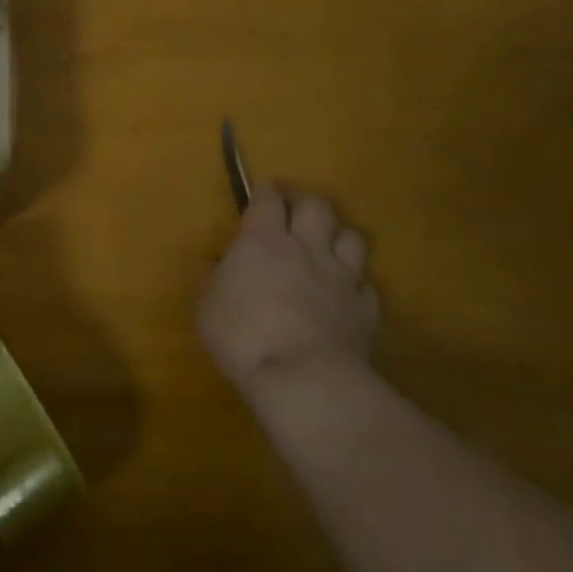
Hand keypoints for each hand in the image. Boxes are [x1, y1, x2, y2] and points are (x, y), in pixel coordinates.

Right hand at [198, 184, 378, 392]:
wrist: (304, 378)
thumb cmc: (243, 335)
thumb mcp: (206, 307)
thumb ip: (210, 280)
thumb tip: (210, 264)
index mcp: (264, 240)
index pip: (268, 199)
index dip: (266, 192)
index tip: (262, 193)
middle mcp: (307, 248)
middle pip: (316, 206)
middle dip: (305, 204)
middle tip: (295, 213)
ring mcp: (341, 277)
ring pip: (352, 237)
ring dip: (339, 237)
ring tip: (327, 247)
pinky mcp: (366, 309)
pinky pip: (366, 285)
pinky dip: (356, 285)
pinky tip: (346, 295)